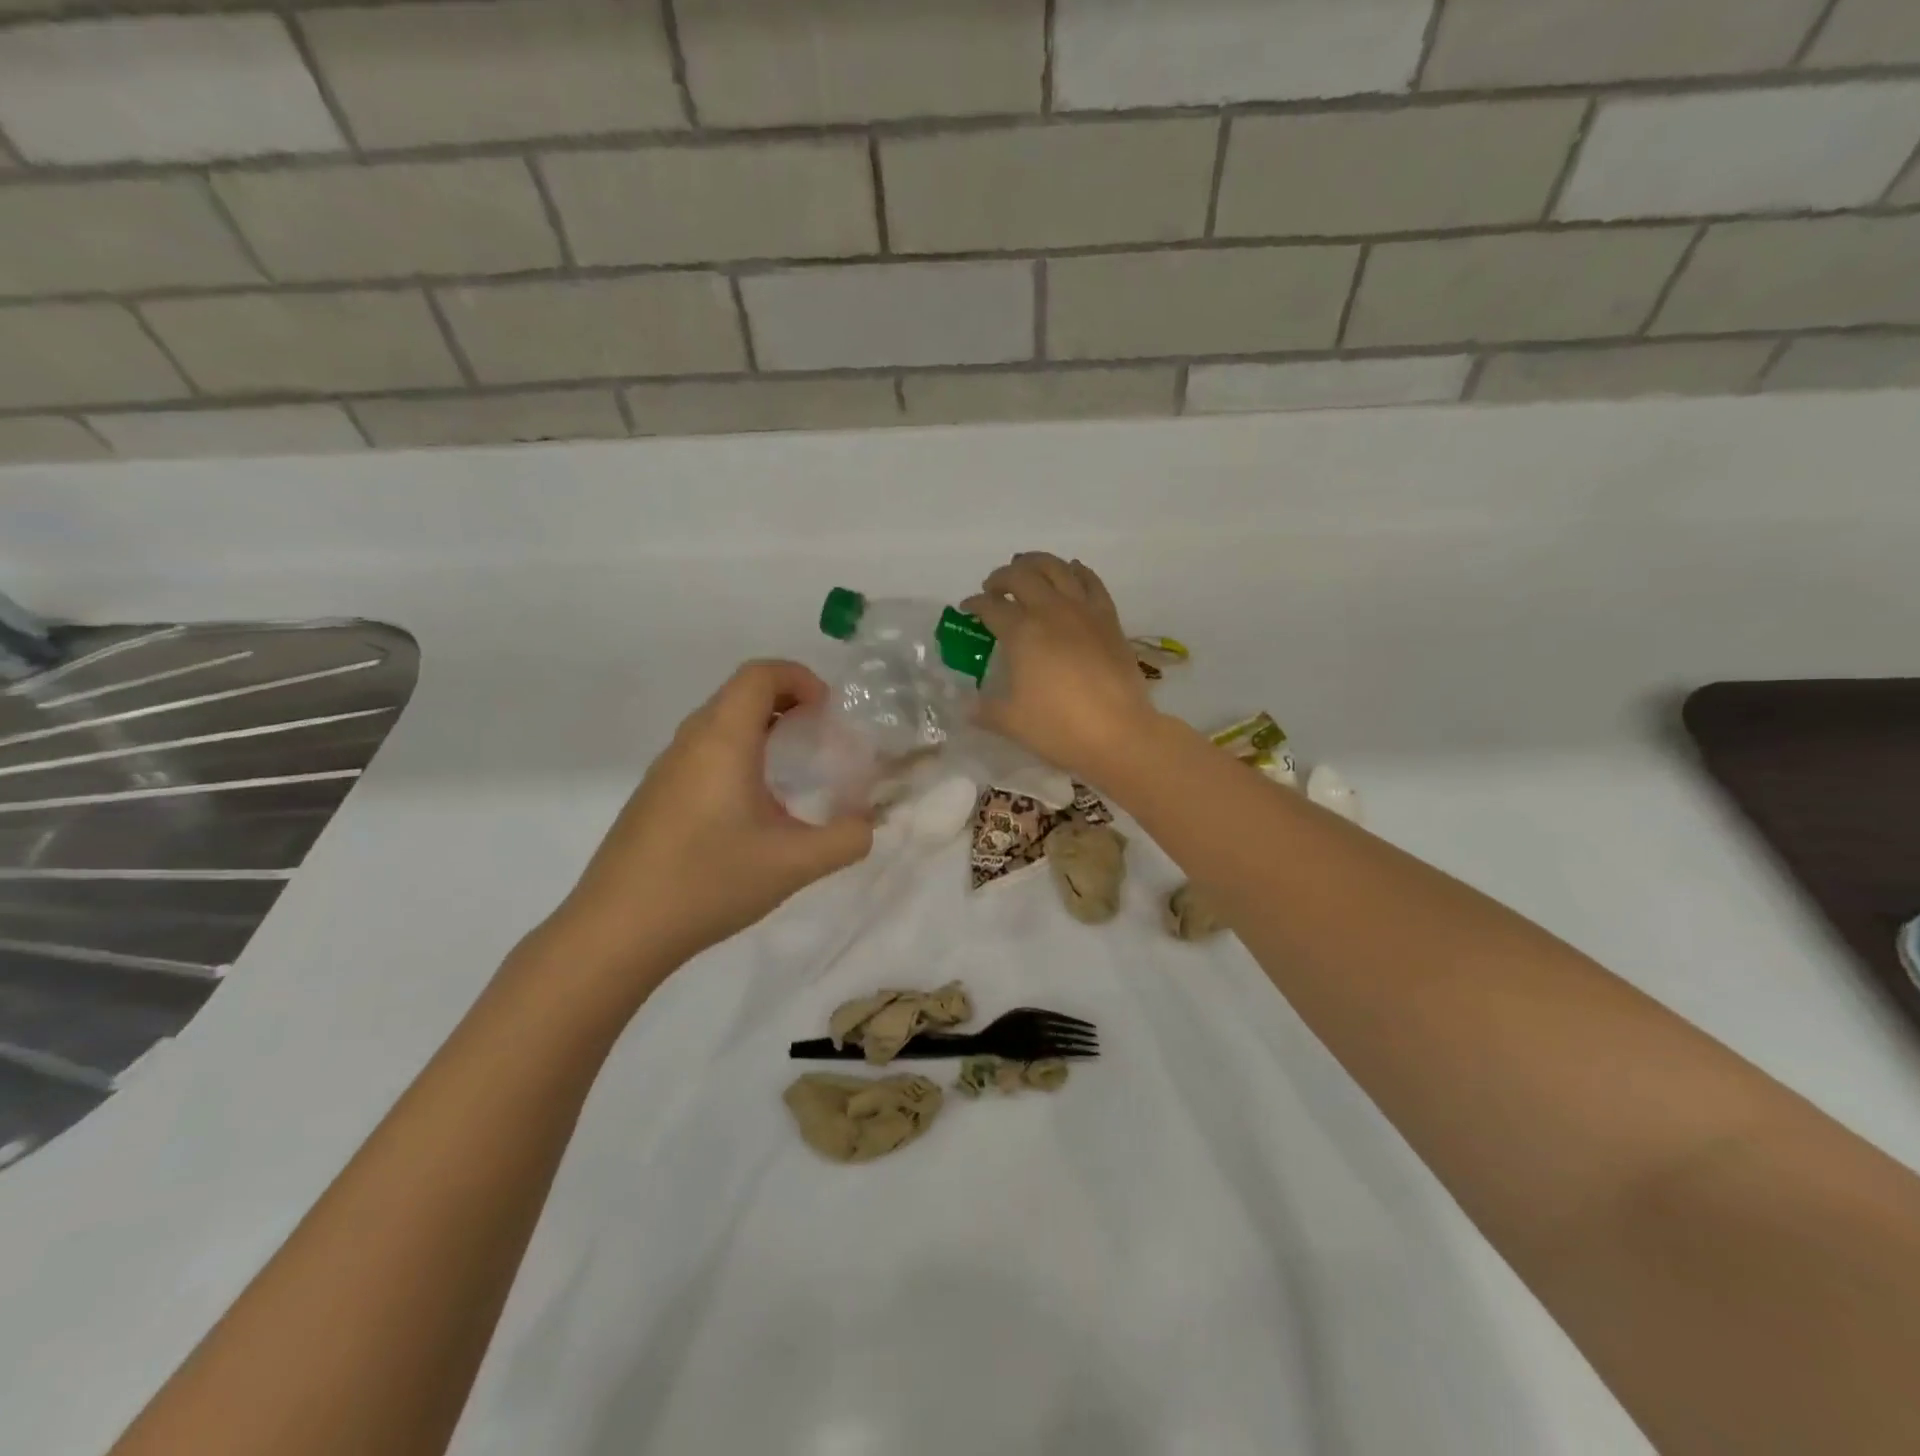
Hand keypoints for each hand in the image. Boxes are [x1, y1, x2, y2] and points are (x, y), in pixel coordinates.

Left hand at [536, 660, 873, 996]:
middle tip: (819, 736)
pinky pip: (703, 752)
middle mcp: (690, 742)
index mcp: (723, 740)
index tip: (828, 712)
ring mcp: (665, 769)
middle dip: (786, 701)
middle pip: (739, 693)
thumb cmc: (709, 882)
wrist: (617, 929)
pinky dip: (737, 755)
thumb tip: (866, 825)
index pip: (760, 674)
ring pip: (718, 724)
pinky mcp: (654, 796)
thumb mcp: (794, 864)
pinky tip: (751, 809)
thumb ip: (845, 840)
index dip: (800, 678)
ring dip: (760, 729)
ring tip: (791, 770)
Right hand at [961, 553, 1158, 781]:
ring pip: (1057, 568)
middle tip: (993, 589)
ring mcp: (1084, 611)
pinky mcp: (1109, 618)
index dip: (974, 604)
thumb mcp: (1011, 722)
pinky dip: (1076, 571)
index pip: (990, 607)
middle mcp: (1051, 611)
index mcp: (1022, 632)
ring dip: (1035, 563)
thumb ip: (985, 710)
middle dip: (1001, 577)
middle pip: (1021, 576)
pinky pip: (1091, 582)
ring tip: (1026, 570)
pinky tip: (1070, 572)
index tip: (967, 608)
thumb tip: (966, 708)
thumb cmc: (1058, 728)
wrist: (1118, 733)